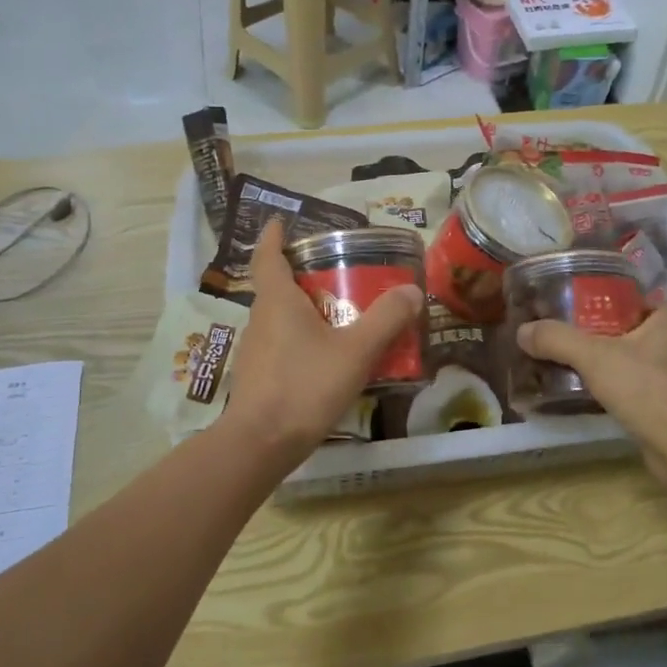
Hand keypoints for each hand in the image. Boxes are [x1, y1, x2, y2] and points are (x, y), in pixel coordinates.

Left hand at [218, 220, 424, 463]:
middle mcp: (260, 319)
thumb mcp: (355, 351)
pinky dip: (301, 341)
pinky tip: (325, 358)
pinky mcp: (257, 377)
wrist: (261, 444)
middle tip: (333, 272)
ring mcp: (254, 350)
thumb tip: (412, 290)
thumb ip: (386, 319)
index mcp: (277, 301)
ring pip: (279, 319)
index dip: (273, 236)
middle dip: (301, 275)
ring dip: (303, 311)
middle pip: (276, 287)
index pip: (268, 256)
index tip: (281, 222)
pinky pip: (281, 346)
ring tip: (338, 315)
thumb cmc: (305, 386)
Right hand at [516, 307, 666, 484]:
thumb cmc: (646, 388)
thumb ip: (557, 340)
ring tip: (572, 363)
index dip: (615, 298)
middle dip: (604, 332)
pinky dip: (615, 390)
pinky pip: (634, 390)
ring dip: (609, 363)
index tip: (585, 303)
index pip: (641, 299)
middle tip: (568, 332)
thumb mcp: (594, 356)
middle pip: (633, 331)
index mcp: (665, 322)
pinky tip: (590, 394)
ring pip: (633, 362)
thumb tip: (522, 331)